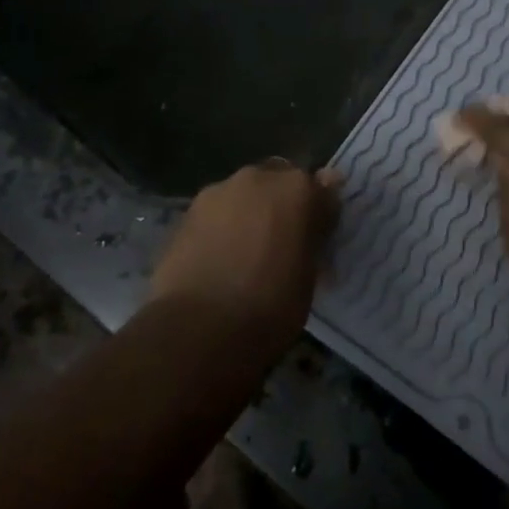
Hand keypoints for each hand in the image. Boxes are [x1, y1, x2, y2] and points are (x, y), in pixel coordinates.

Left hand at [150, 160, 340, 360]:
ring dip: (249, 212)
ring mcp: (218, 191)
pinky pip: (215, 213)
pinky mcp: (186, 212)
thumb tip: (318, 214)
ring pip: (243, 195)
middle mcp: (259, 178)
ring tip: (243, 253)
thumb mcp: (308, 275)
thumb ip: (313, 234)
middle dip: (281, 204)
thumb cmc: (270, 306)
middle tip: (280, 241)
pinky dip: (221, 227)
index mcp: (298, 189)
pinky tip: (217, 259)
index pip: (322, 190)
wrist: (198, 329)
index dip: (320, 214)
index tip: (317, 238)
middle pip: (278, 182)